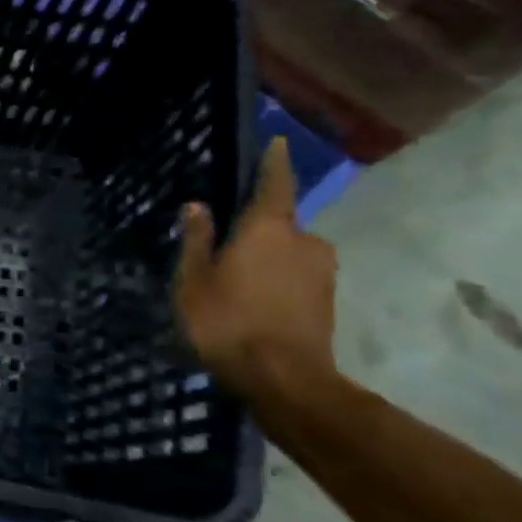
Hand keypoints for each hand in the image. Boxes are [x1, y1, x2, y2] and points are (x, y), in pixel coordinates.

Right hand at [174, 137, 338, 400]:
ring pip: (289, 253)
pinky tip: (254, 304)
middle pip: (279, 224)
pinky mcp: (327, 300)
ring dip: (267, 260)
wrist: (284, 379)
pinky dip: (277, 282)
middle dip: (257, 231)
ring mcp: (322, 272)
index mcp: (268, 228)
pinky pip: (297, 277)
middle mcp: (304, 240)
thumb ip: (197, 241)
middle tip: (227, 248)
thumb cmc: (227, 322)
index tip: (278, 142)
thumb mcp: (194, 281)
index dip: (273, 162)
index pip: (274, 183)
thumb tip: (197, 206)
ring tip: (237, 283)